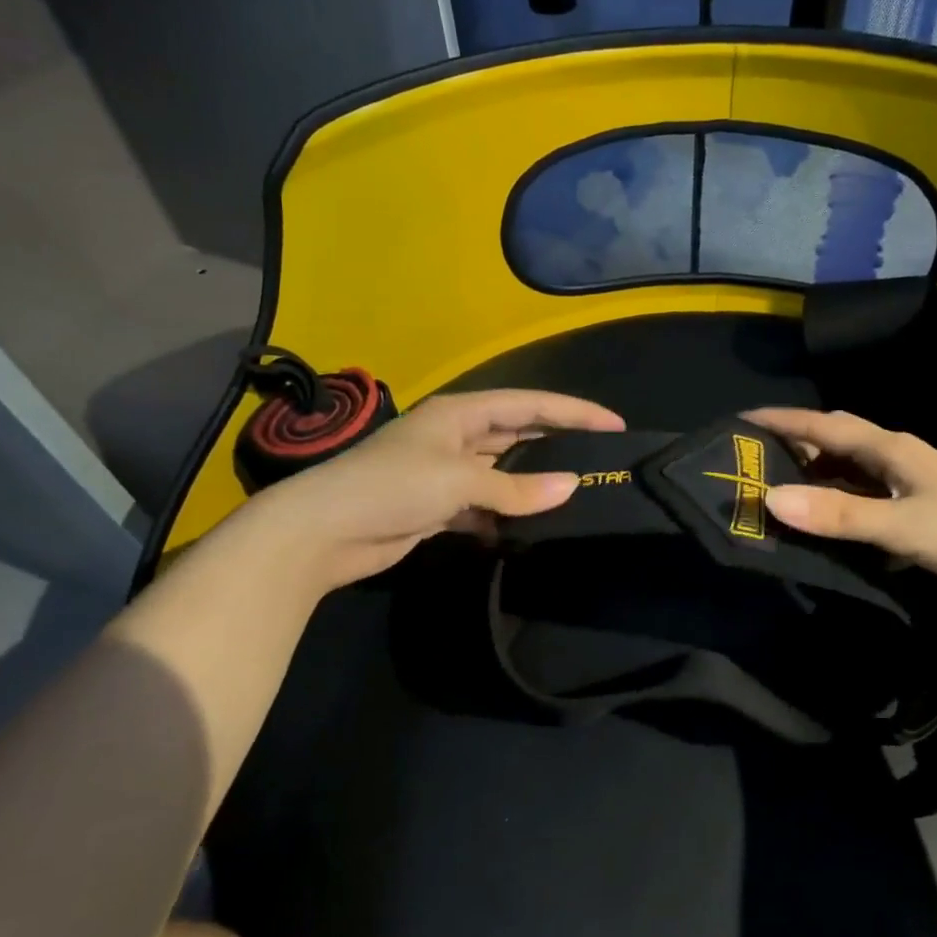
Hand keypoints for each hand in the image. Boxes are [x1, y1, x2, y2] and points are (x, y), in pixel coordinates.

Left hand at [252, 388, 624, 585]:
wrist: (321, 532)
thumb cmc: (391, 487)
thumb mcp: (459, 480)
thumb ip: (516, 487)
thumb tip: (571, 488)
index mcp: (461, 412)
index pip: (530, 404)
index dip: (574, 412)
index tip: (615, 424)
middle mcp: (456, 436)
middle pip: (519, 434)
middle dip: (558, 444)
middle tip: (602, 458)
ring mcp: (446, 472)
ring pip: (503, 472)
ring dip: (531, 484)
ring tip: (576, 495)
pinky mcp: (437, 506)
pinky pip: (484, 505)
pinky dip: (504, 516)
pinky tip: (527, 530)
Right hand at [742, 407, 936, 609]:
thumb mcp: (901, 527)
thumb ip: (838, 514)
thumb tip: (769, 498)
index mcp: (892, 448)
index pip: (825, 424)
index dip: (782, 420)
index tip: (739, 420)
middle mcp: (899, 454)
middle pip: (838, 437)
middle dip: (796, 440)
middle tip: (754, 456)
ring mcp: (913, 479)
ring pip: (853, 464)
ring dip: (818, 469)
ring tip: (780, 484)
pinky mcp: (921, 504)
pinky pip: (867, 489)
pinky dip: (840, 495)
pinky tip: (830, 515)